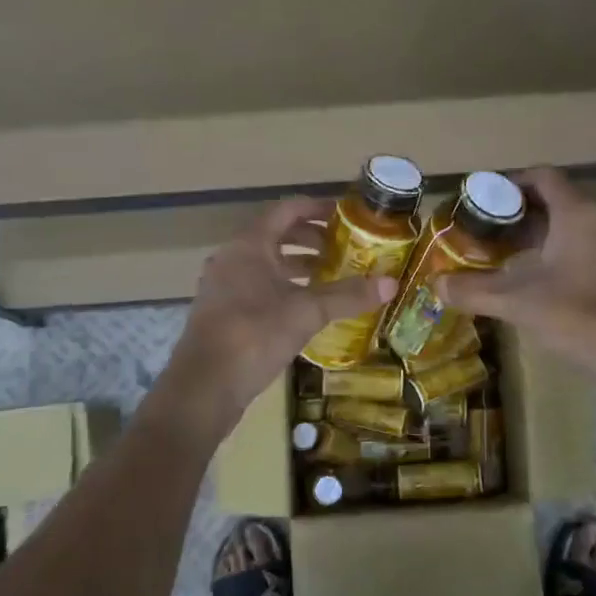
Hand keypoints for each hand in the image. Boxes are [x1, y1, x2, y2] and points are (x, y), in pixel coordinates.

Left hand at [162, 197, 395, 422]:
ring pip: (268, 264)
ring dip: (300, 266)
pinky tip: (309, 308)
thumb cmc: (254, 335)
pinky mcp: (224, 312)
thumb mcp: (306, 312)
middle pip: (278, 236)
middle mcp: (233, 258)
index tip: (348, 216)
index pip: (287, 210)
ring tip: (334, 277)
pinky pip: (259, 286)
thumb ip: (347, 296)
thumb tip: (391, 283)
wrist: (204, 387)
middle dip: (313, 239)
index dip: (318, 208)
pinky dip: (286, 288)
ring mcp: (225, 286)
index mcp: (249, 245)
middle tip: (347, 249)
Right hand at [435, 168, 595, 393]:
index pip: (542, 178)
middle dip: (516, 215)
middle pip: (554, 202)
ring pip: (570, 228)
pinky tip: (534, 283)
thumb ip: (474, 291)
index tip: (479, 200)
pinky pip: (584, 249)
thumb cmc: (583, 319)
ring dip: (535, 237)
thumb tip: (435, 285)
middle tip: (480, 232)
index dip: (509, 183)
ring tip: (499, 257)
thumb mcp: (520, 304)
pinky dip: (556, 255)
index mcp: (578, 214)